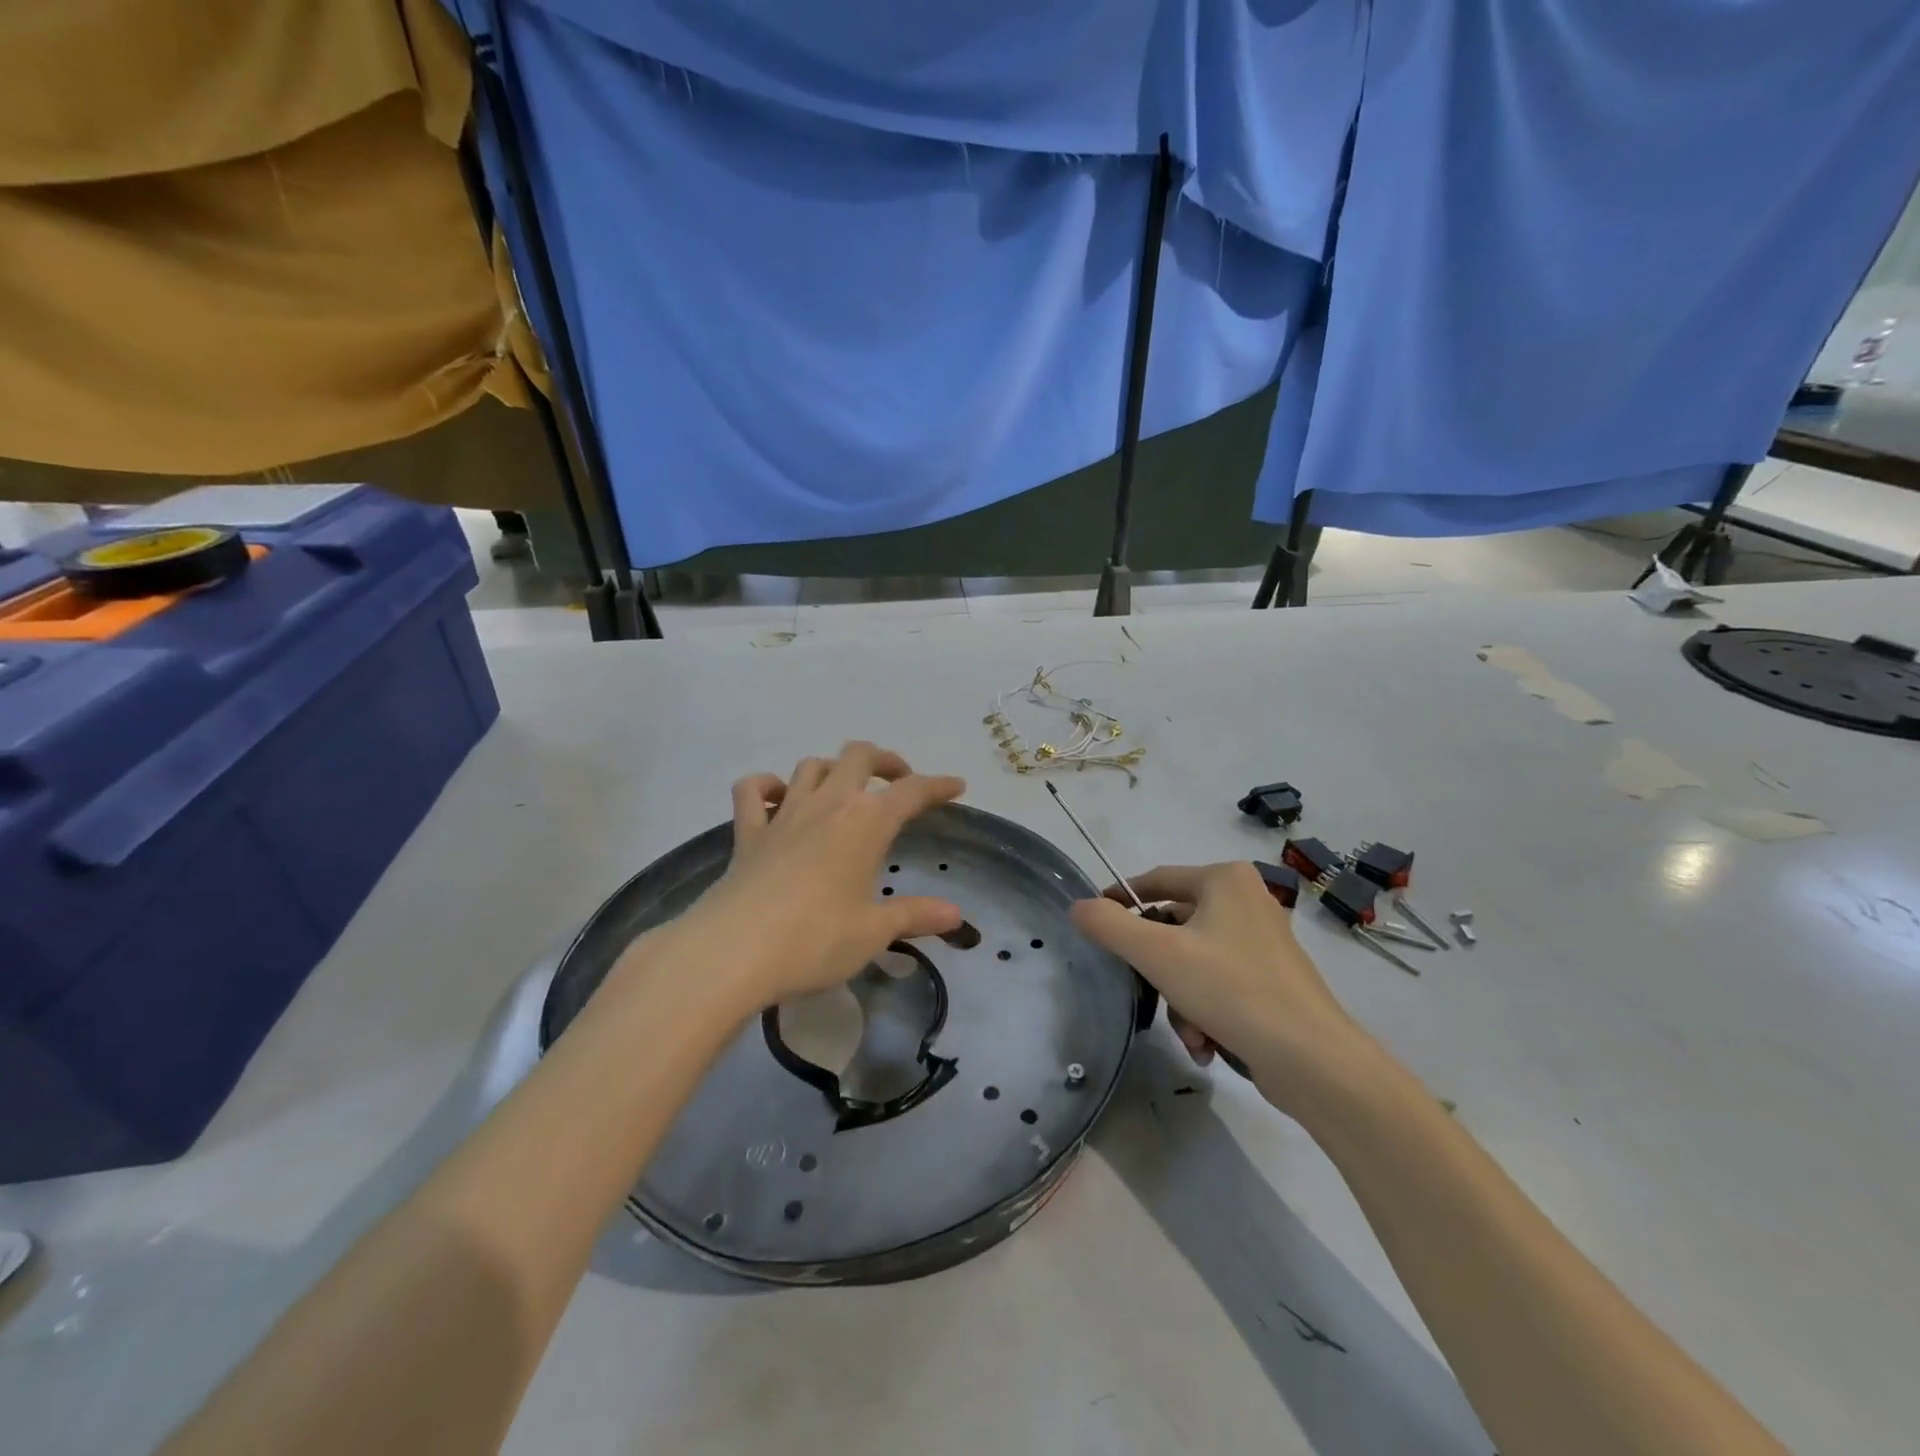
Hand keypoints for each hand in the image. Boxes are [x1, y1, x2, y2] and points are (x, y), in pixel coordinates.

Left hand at [668, 742, 966, 1013]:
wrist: (733, 951)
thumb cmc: (815, 940)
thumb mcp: (874, 932)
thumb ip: (915, 915)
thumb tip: (956, 913)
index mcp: (865, 822)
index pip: (911, 791)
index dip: (937, 785)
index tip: (956, 786)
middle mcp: (827, 804)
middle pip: (859, 756)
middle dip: (885, 761)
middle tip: (899, 781)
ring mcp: (783, 814)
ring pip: (811, 766)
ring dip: (833, 769)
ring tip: (845, 790)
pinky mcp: (748, 832)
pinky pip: (753, 791)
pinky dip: (767, 786)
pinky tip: (778, 798)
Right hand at [1069, 862, 1376, 1112]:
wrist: (1313, 1061)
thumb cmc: (1231, 990)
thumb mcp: (1158, 954)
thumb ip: (1110, 925)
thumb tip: (1078, 906)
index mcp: (1225, 880)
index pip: (1156, 881)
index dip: (1120, 901)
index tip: (1094, 924)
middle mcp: (1247, 901)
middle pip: (1174, 927)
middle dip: (1158, 970)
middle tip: (1148, 993)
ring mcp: (1263, 942)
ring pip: (1193, 962)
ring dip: (1180, 1000)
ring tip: (1191, 1035)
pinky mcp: (1273, 980)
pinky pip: (1219, 984)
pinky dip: (1205, 1012)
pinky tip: (1208, 1046)